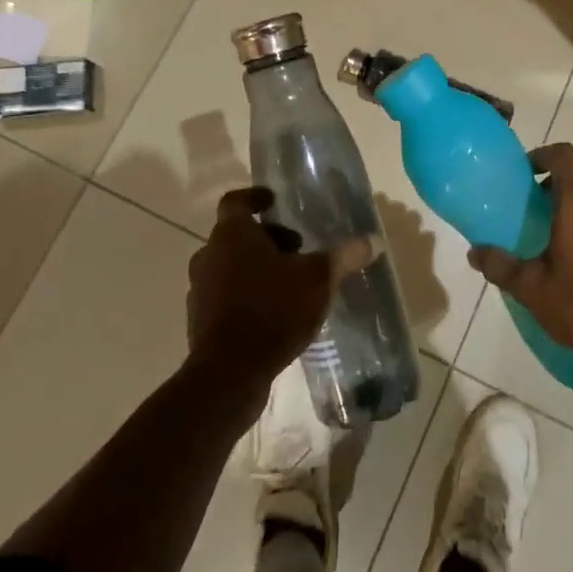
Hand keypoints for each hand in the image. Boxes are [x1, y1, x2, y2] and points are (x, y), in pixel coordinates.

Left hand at [186, 187, 379, 386]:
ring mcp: (200, 290)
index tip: (274, 201)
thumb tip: (373, 240)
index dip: (255, 197)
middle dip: (266, 238)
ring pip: (228, 267)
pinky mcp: (199, 322)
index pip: (235, 201)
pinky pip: (224, 298)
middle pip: (235, 235)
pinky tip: (273, 315)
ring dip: (254, 269)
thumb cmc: (272, 310)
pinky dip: (245, 298)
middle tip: (296, 249)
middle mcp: (209, 255)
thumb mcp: (317, 279)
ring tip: (288, 284)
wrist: (228, 374)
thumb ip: (343, 256)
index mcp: (231, 234)